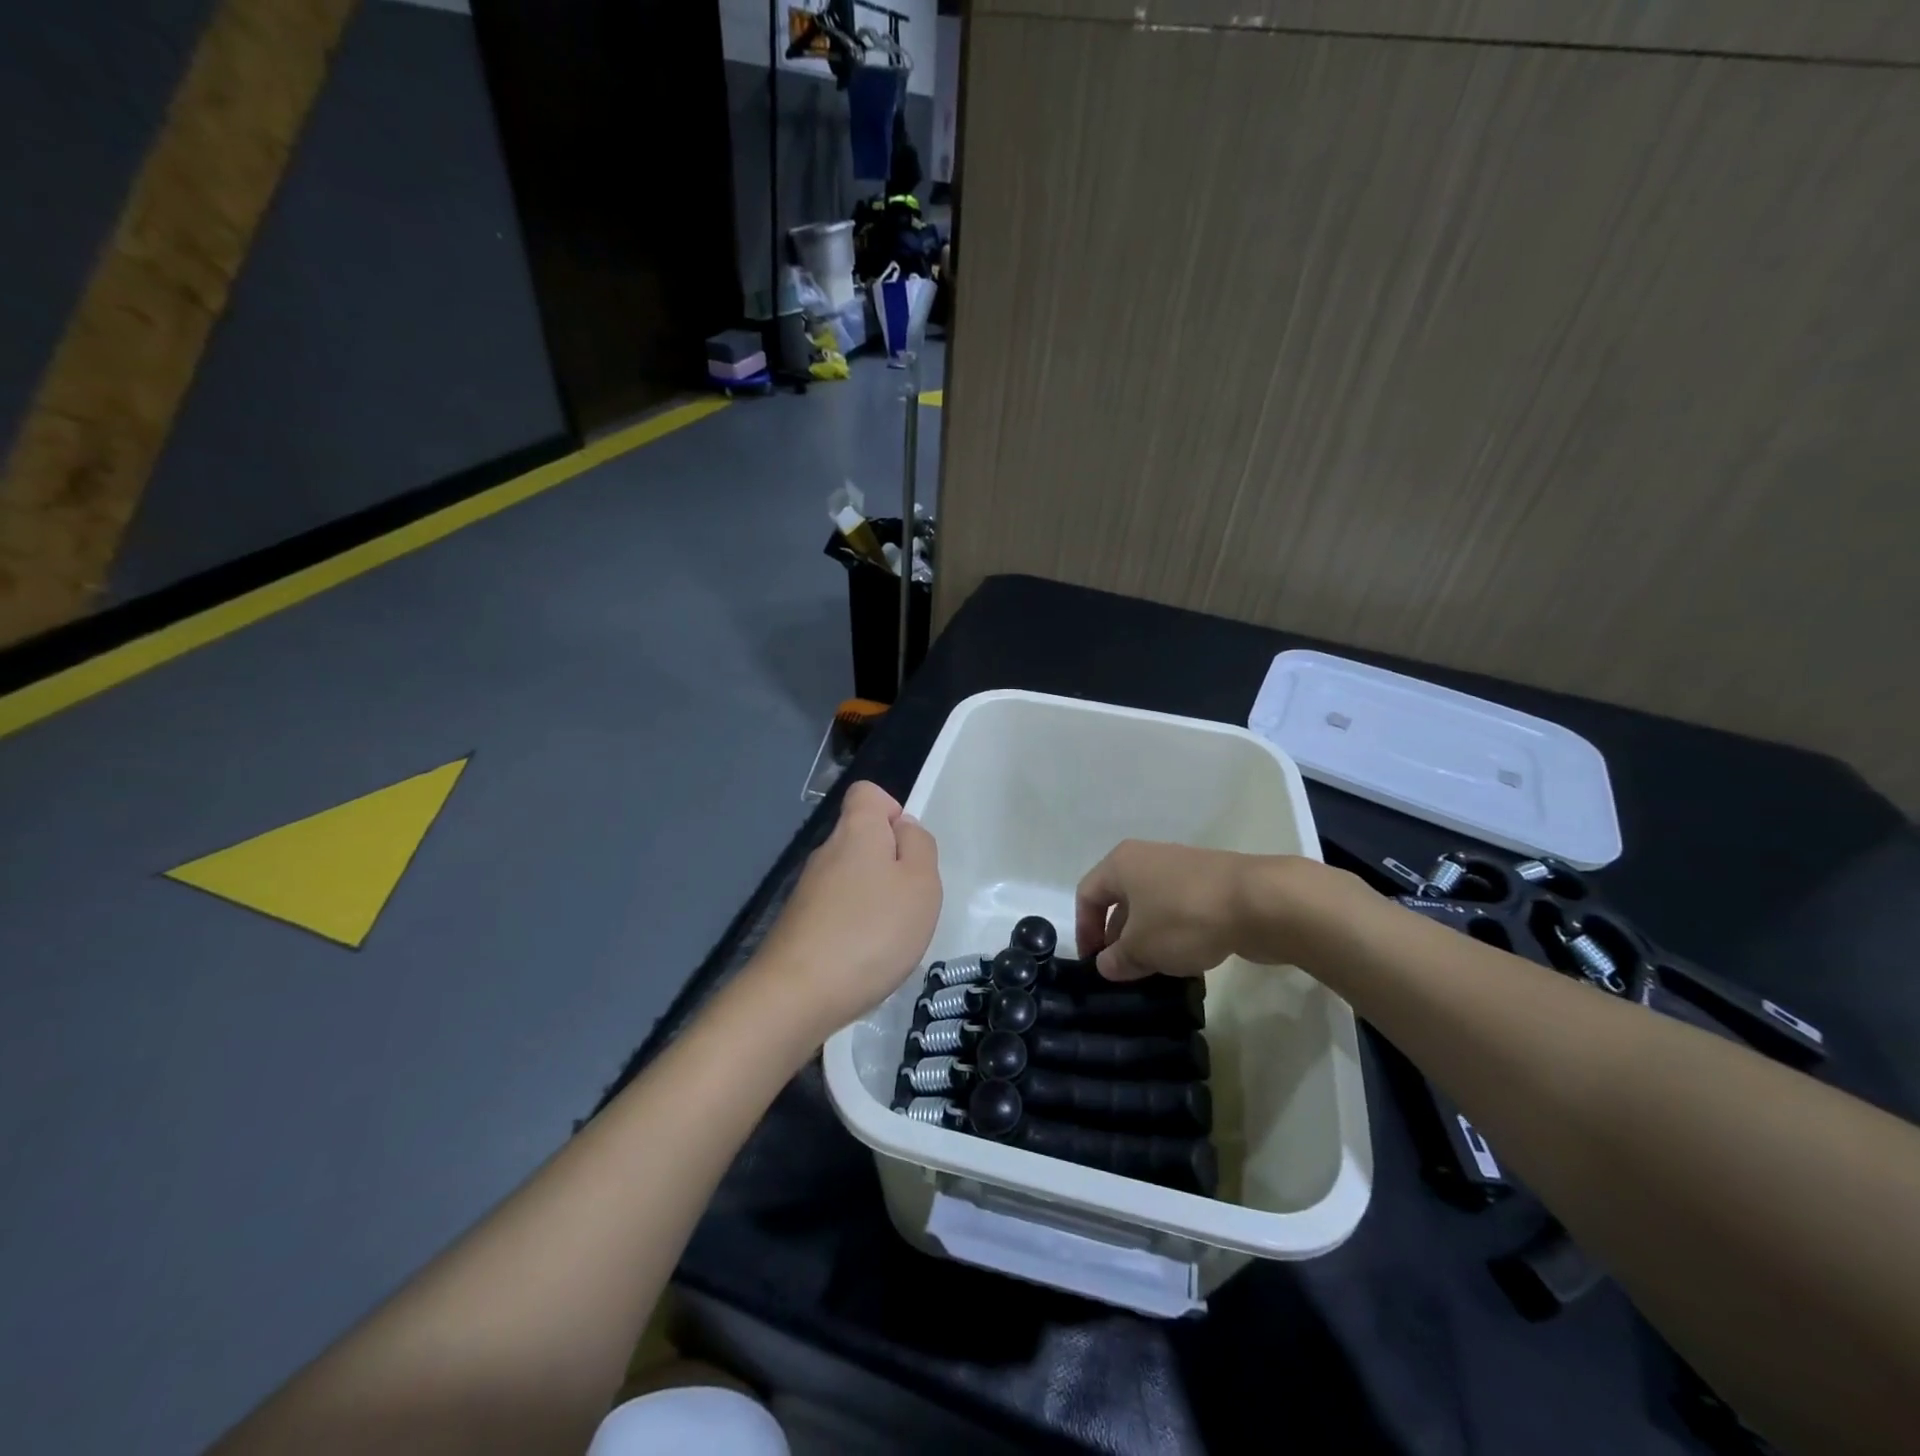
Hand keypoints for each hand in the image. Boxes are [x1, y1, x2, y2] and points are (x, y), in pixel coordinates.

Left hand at [752, 781, 941, 1040]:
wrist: (796, 996)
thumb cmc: (871, 932)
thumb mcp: (921, 884)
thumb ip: (920, 846)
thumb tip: (904, 828)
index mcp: (857, 831)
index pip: (867, 793)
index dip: (893, 811)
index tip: (910, 850)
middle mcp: (826, 852)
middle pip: (862, 838)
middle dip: (891, 864)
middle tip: (910, 903)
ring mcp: (807, 890)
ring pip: (851, 878)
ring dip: (875, 900)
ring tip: (889, 937)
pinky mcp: (798, 925)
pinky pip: (837, 911)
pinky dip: (855, 928)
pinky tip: (864, 959)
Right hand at [1075, 841, 1347, 980]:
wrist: (1260, 902)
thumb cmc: (1185, 918)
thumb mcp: (1142, 948)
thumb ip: (1117, 959)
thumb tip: (1106, 964)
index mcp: (1121, 863)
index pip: (1088, 895)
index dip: (1085, 930)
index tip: (1094, 964)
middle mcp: (1148, 858)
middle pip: (1120, 899)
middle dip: (1118, 937)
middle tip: (1124, 971)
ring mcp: (1182, 868)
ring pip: (1152, 906)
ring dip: (1147, 938)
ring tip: (1155, 971)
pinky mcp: (1211, 884)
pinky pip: (1180, 909)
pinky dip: (1175, 933)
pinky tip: (1186, 960)